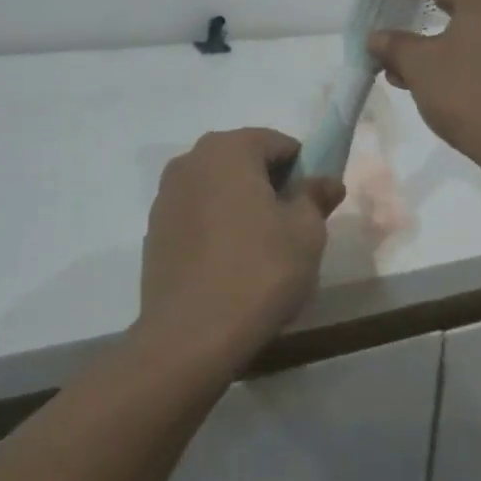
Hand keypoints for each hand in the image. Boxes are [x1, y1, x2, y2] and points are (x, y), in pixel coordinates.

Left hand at [135, 128, 344, 368]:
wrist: (191, 336)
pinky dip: (216, 227)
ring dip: (241, 205)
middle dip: (270, 185)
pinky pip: (197, 215)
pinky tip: (229, 264)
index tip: (313, 205)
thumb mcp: (306, 232)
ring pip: (218, 188)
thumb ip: (316, 196)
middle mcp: (190, 161)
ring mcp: (166, 196)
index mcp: (228, 149)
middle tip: (291, 227)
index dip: (303, 170)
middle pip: (244, 161)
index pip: (278, 143)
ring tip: (260, 249)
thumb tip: (326, 181)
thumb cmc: (259, 271)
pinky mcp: (154, 231)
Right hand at [367, 0, 480, 171]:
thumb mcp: (419, 66)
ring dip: (440, 38)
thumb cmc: (467, 91)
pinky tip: (434, 72)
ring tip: (404, 60)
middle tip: (398, 14)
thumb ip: (395, 45)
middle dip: (425, 12)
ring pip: (474, 24)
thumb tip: (376, 37)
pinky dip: (463, 50)